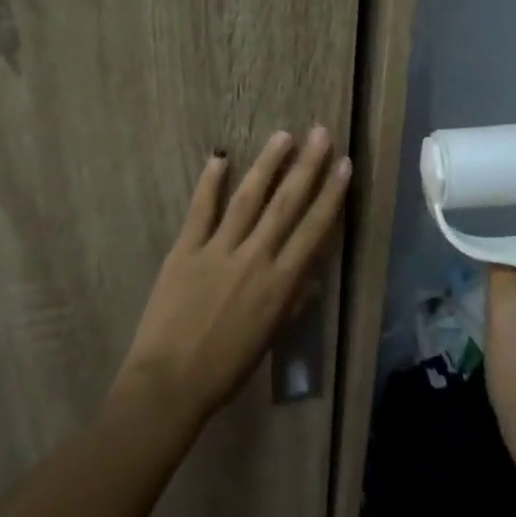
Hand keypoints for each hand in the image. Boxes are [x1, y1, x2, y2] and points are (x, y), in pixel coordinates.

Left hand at [113, 128, 350, 424]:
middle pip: (286, 203)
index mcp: (281, 283)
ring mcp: (218, 249)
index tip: (344, 164)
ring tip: (282, 136)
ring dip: (267, 164)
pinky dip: (210, 182)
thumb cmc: (226, 368)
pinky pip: (201, 209)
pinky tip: (220, 157)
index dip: (332, 194)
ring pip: (249, 198)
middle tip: (319, 133)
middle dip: (306, 166)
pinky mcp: (186, 249)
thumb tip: (309, 273)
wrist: (170, 383)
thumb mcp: (270, 337)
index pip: (314, 229)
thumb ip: (292, 301)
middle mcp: (255, 258)